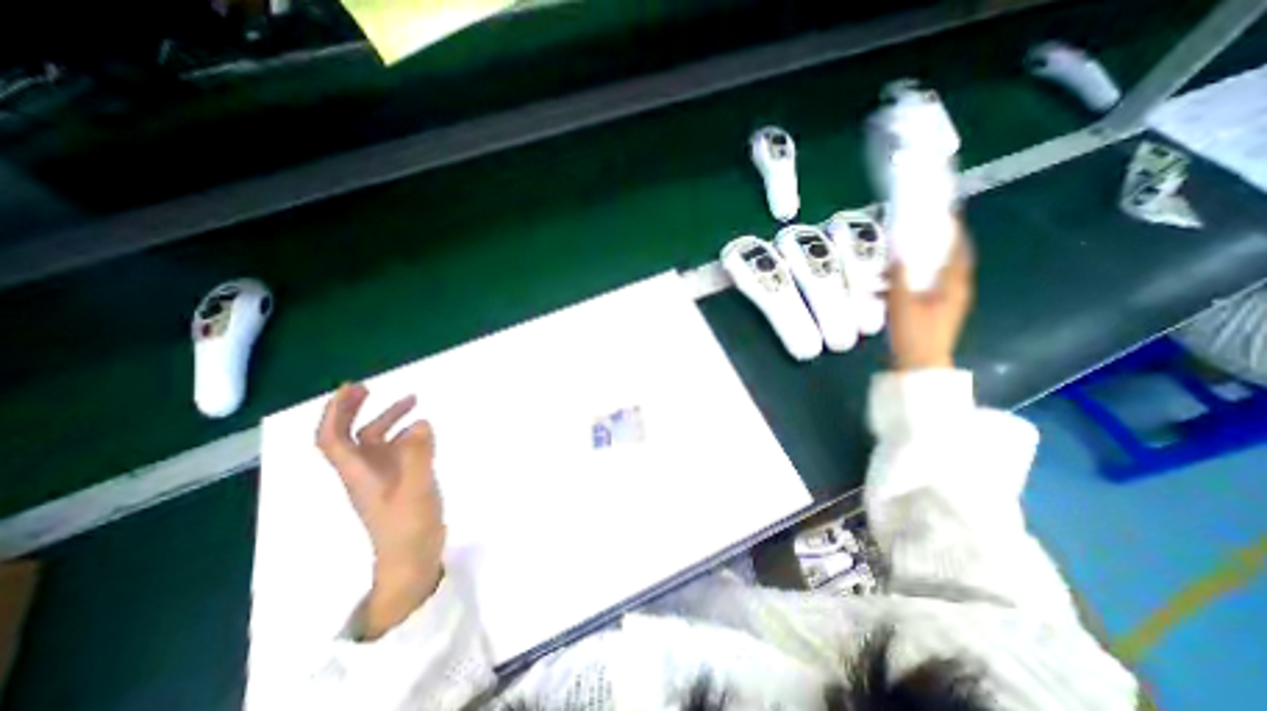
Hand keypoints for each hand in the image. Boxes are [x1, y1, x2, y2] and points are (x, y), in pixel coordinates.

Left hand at [318, 382, 442, 637]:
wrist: (413, 557)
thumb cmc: (408, 526)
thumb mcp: (416, 489)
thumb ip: (418, 455)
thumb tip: (420, 422)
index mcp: (358, 474)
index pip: (332, 439)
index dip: (335, 412)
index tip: (351, 388)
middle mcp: (364, 472)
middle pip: (348, 437)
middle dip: (353, 410)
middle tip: (369, 387)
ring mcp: (382, 477)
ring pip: (374, 442)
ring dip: (386, 418)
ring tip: (413, 400)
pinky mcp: (399, 481)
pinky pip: (395, 450)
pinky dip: (404, 434)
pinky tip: (423, 430)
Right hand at [884, 227, 971, 371]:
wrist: (920, 366)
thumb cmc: (914, 334)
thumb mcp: (901, 303)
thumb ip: (899, 277)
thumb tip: (898, 253)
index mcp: (953, 285)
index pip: (959, 250)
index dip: (954, 231)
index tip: (946, 214)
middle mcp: (955, 291)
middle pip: (946, 261)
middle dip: (931, 247)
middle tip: (913, 235)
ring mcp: (945, 303)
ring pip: (931, 276)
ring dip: (913, 268)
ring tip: (889, 264)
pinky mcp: (933, 312)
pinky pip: (921, 289)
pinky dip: (906, 284)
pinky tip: (884, 288)